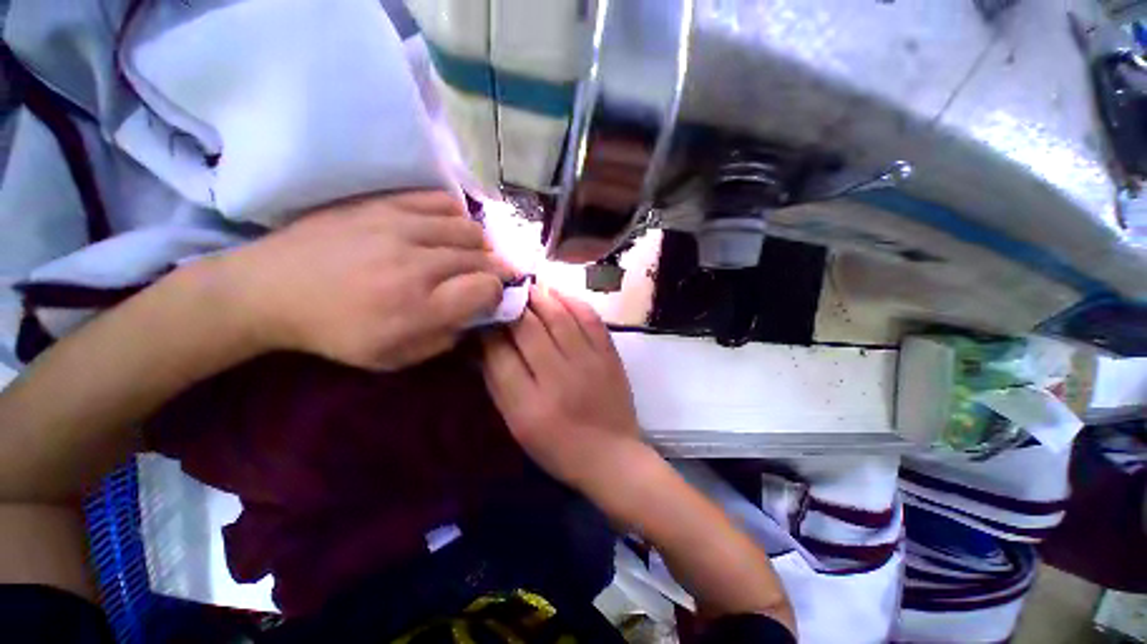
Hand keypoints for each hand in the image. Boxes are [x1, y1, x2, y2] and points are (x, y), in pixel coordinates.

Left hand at [209, 191, 513, 369]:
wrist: (270, 288)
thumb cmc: (336, 332)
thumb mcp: (395, 357)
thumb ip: (445, 339)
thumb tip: (476, 315)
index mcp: (420, 307)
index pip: (487, 288)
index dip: (497, 293)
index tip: (490, 298)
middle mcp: (418, 264)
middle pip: (484, 257)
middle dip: (496, 269)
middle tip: (489, 277)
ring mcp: (401, 227)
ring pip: (470, 229)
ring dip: (480, 246)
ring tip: (471, 255)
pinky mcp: (385, 203)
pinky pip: (442, 201)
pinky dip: (457, 216)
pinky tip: (449, 230)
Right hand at [481, 286, 641, 487]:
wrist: (612, 456)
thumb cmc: (558, 447)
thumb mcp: (518, 425)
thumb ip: (499, 384)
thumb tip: (484, 344)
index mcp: (529, 406)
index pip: (499, 354)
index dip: (488, 329)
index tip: (484, 314)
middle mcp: (559, 379)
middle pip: (528, 328)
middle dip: (512, 304)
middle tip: (503, 291)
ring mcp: (589, 363)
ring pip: (559, 316)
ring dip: (539, 296)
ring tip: (527, 286)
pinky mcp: (610, 355)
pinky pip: (590, 317)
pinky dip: (572, 300)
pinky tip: (558, 294)